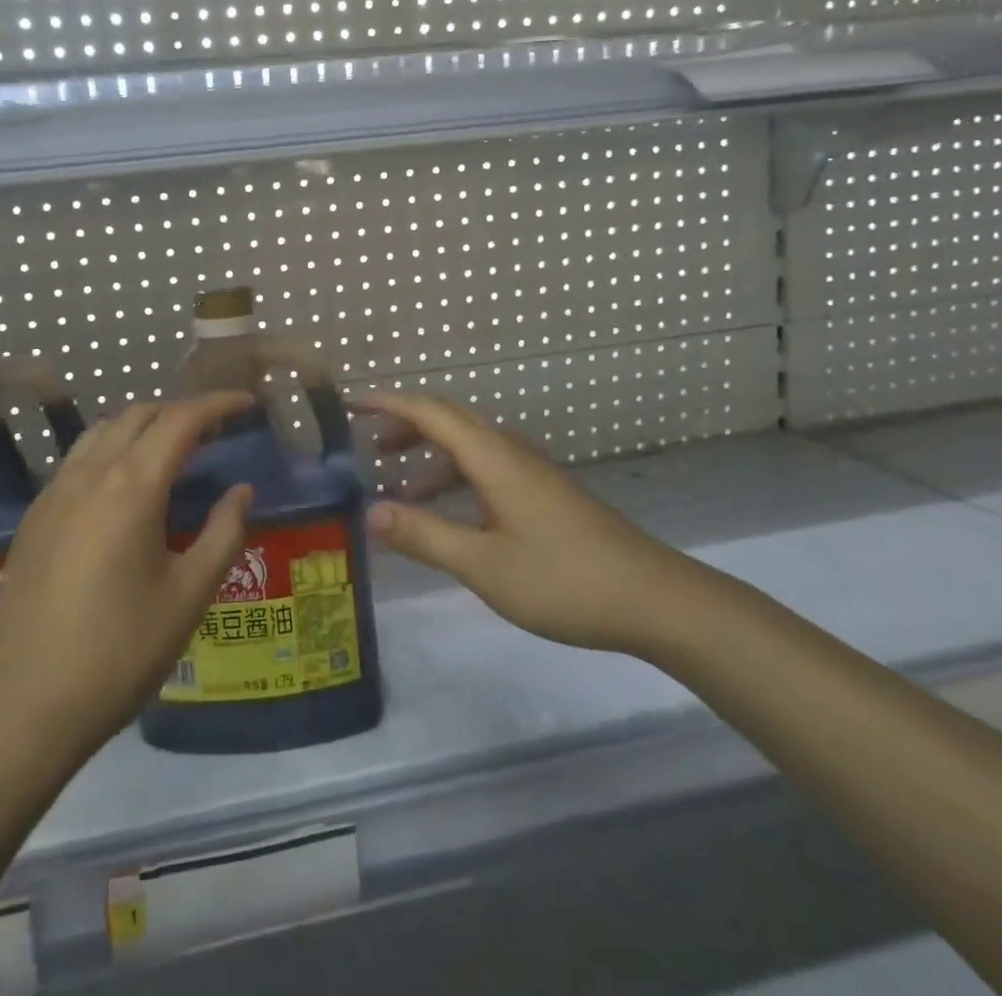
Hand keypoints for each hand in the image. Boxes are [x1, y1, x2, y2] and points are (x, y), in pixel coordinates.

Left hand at [0, 393, 253, 762]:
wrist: (26, 706)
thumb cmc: (121, 652)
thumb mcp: (189, 595)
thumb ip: (223, 533)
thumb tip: (240, 491)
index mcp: (131, 487)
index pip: (180, 420)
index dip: (217, 404)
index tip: (247, 402)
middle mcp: (89, 474)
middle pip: (139, 414)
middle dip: (181, 411)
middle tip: (216, 431)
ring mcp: (54, 493)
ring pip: (103, 431)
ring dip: (143, 426)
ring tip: (172, 451)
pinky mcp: (34, 517)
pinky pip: (78, 459)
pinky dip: (111, 449)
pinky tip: (125, 487)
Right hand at [355, 390, 700, 657]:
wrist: (652, 597)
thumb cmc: (562, 578)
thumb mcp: (484, 564)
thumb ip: (425, 536)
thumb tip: (370, 512)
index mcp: (493, 457)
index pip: (430, 412)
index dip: (387, 402)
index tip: (349, 404)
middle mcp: (510, 451)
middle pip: (449, 420)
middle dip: (405, 426)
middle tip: (368, 449)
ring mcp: (532, 471)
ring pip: (470, 446)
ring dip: (431, 456)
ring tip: (399, 487)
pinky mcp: (545, 492)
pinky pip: (487, 467)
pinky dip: (456, 477)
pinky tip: (450, 514)